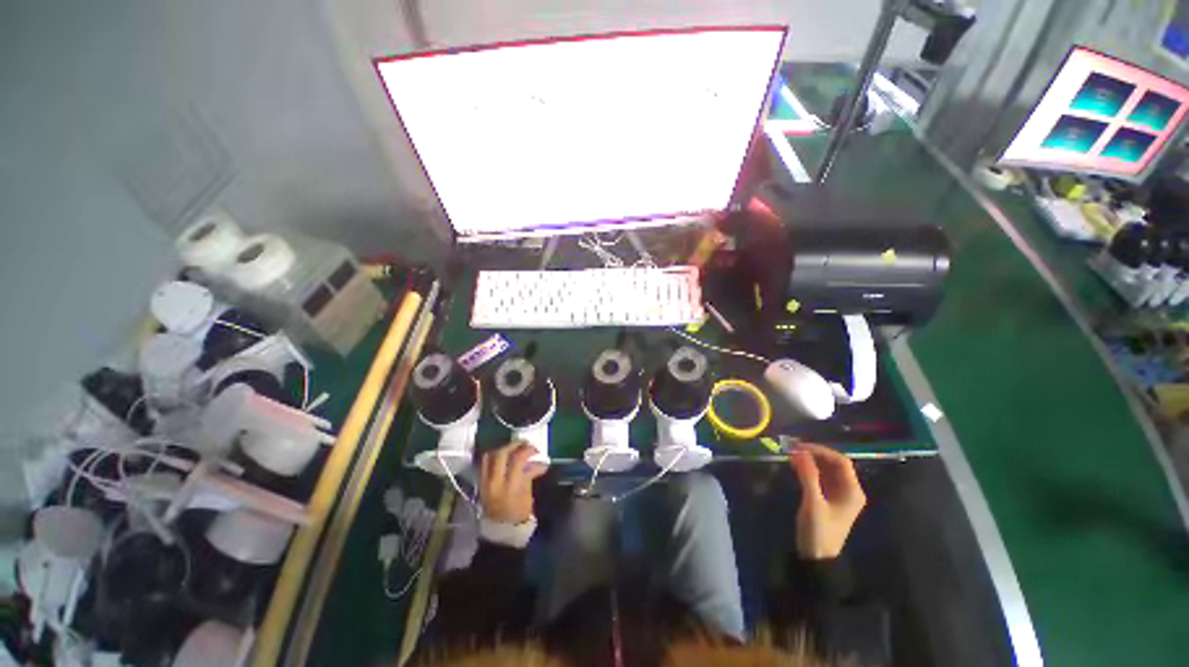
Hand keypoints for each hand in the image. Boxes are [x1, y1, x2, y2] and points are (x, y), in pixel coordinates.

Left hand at [480, 442, 547, 523]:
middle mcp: (494, 482)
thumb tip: (540, 462)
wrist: (501, 530)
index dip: (527, 451)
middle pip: (501, 454)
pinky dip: (493, 457)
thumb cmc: (519, 514)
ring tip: (512, 449)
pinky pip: (484, 464)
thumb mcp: (528, 494)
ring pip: (489, 456)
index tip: (536, 450)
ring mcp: (485, 482)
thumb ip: (530, 474)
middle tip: (524, 443)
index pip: (517, 460)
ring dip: (502, 449)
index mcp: (509, 486)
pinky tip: (503, 457)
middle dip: (514, 445)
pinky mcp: (480, 483)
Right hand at [789, 444, 866, 559]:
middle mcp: (849, 490)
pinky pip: (821, 477)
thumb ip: (808, 476)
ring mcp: (839, 494)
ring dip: (811, 460)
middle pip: (835, 464)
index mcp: (852, 492)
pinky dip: (809, 469)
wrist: (817, 557)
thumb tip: (799, 452)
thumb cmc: (818, 531)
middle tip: (793, 449)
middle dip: (815, 454)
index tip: (800, 447)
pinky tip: (796, 465)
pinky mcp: (828, 498)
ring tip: (792, 455)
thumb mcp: (813, 503)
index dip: (821, 451)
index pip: (841, 462)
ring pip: (827, 469)